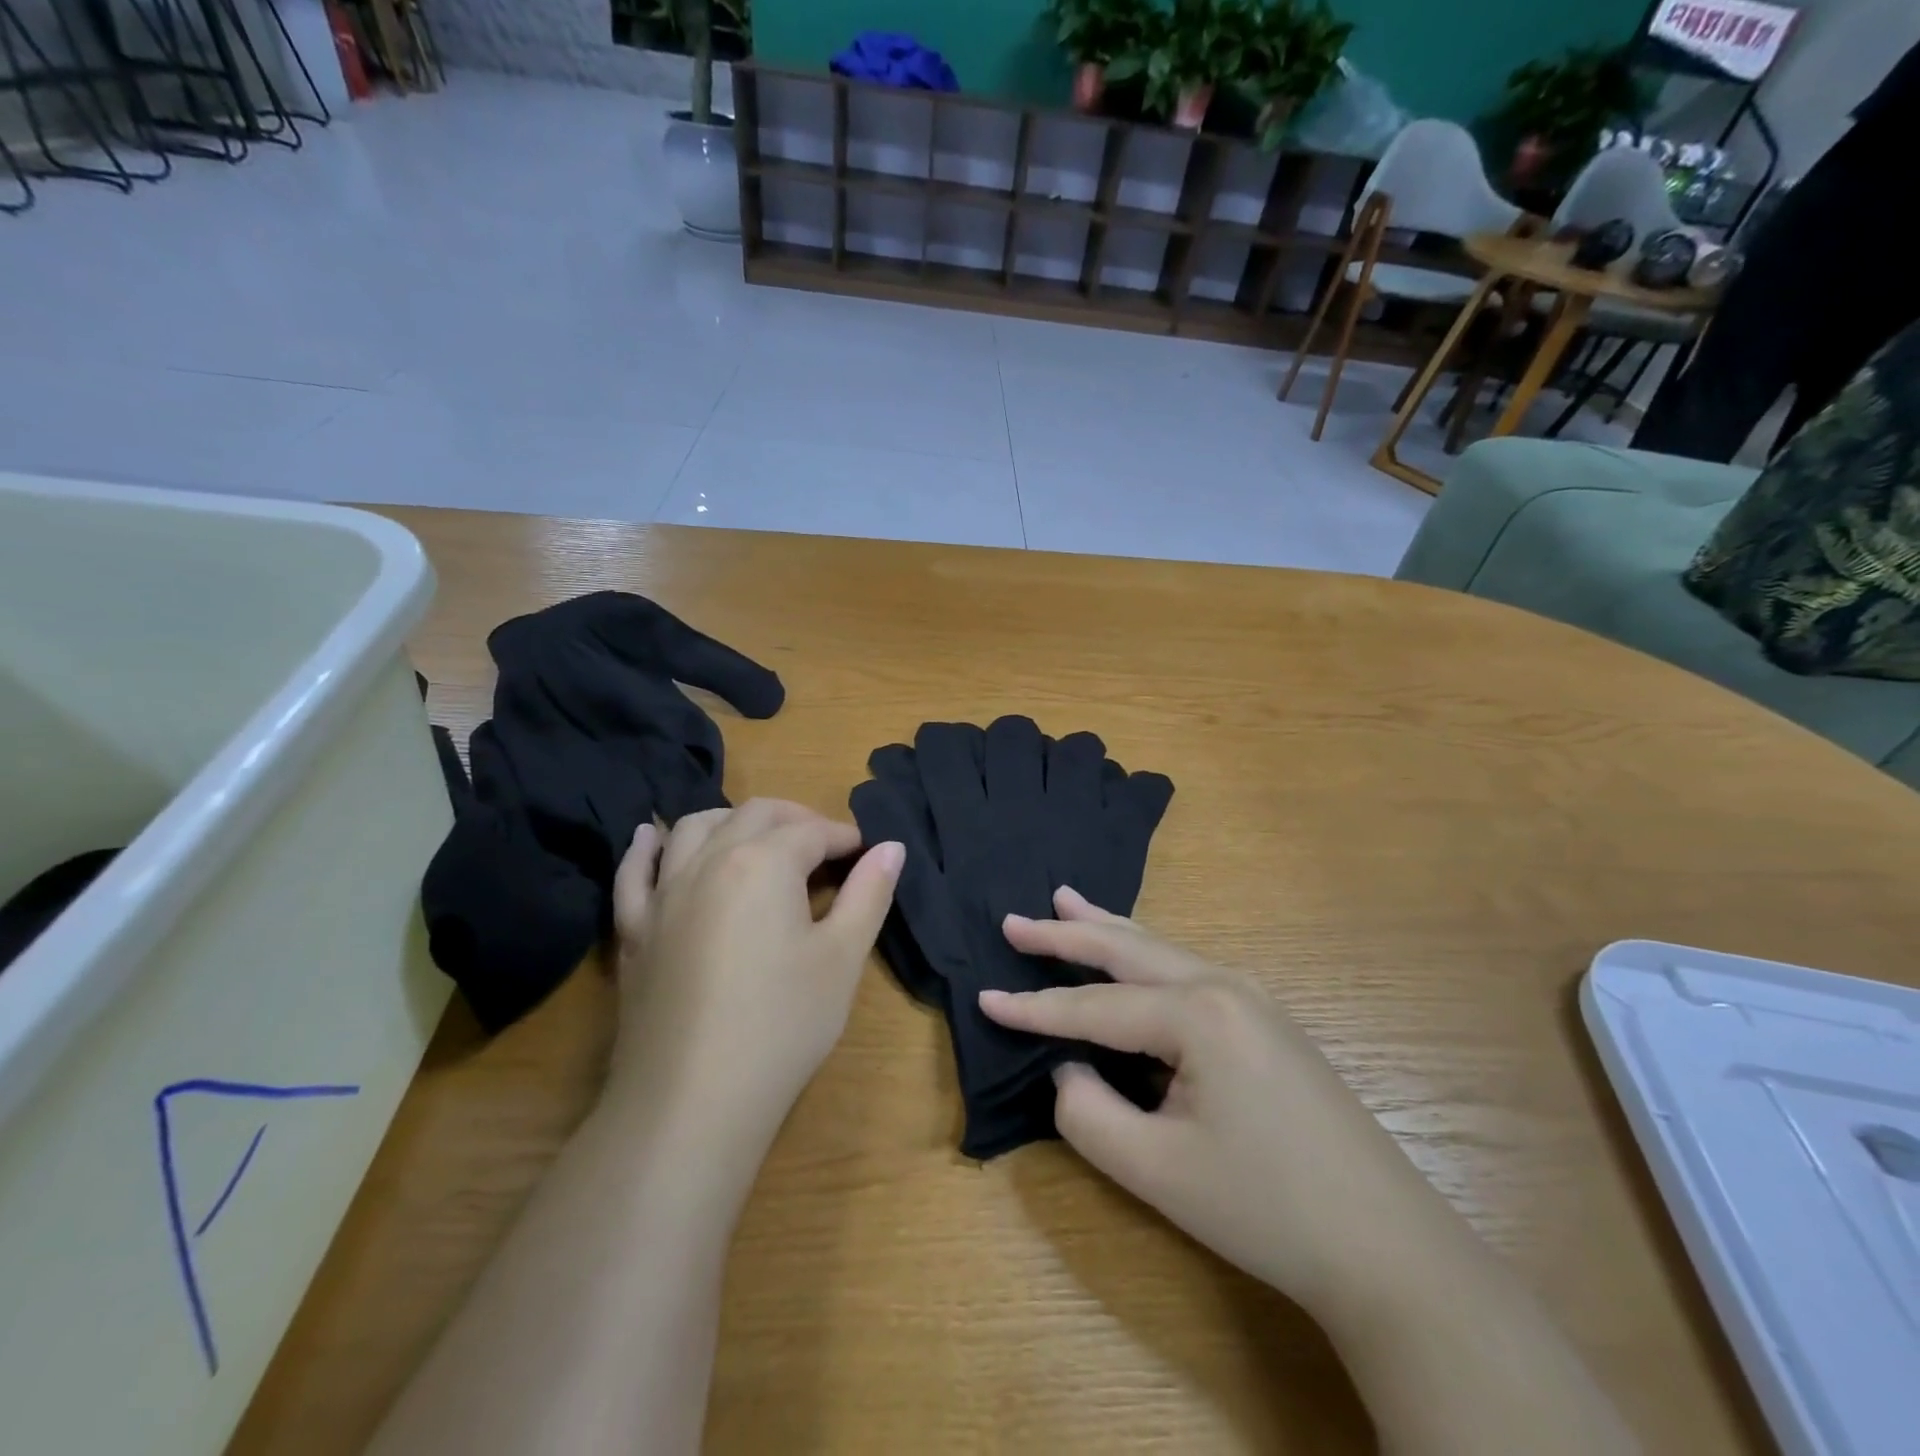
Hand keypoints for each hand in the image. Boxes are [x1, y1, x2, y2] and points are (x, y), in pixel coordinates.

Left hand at [607, 801, 902, 1156]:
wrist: (692, 1102)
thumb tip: (892, 847)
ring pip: (694, 828)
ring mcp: (664, 894)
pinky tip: (652, 836)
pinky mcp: (635, 929)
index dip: (845, 837)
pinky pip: (635, 872)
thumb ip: (869, 894)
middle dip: (796, 819)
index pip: (812, 831)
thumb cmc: (782, 1025)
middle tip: (825, 846)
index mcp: (764, 862)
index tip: (866, 854)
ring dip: (732, 820)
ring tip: (758, 838)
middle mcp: (708, 860)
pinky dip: (647, 847)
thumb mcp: (842, 958)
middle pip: (755, 814)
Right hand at [981, 889, 1454, 1314]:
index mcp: (1196, 1013)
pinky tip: (1130, 954)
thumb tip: (1068, 1068)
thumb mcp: (1155, 1170)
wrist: (1388, 1247)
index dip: (1033, 1008)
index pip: (1092, 1007)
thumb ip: (1088, 1112)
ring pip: (1159, 949)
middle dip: (1065, 933)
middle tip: (1015, 919)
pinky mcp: (1265, 1020)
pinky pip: (1184, 970)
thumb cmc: (1264, 1207)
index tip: (982, 997)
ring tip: (1064, 901)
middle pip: (1125, 948)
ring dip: (1106, 929)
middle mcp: (1222, 985)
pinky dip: (1141, 954)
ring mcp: (1251, 997)